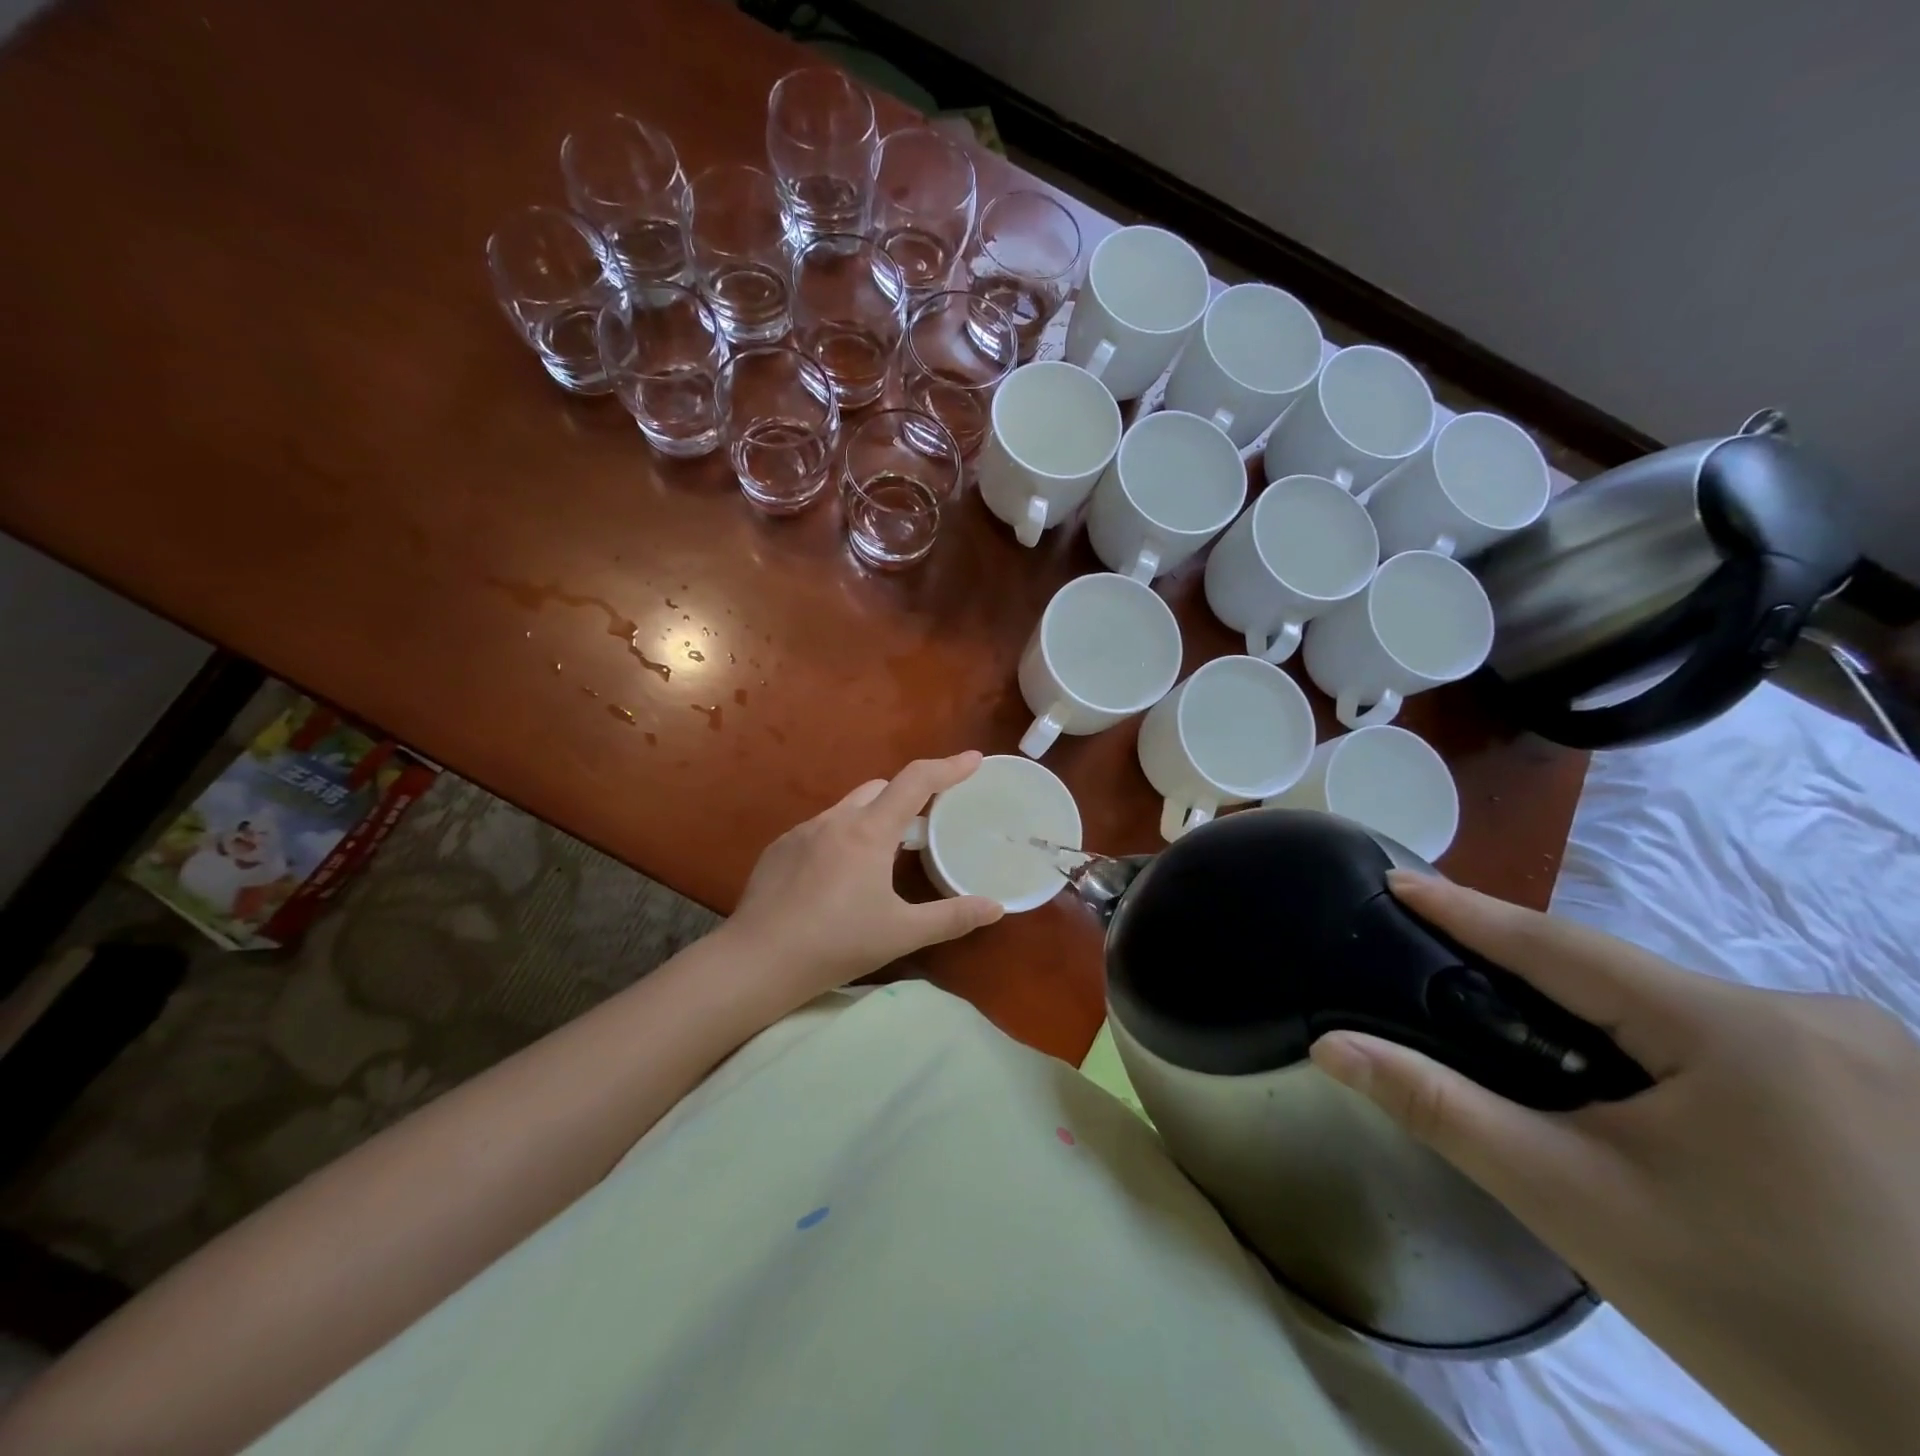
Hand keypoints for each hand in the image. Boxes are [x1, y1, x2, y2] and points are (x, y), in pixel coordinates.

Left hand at [723, 752, 1003, 1010]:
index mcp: (869, 832)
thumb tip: (996, 907)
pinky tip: (838, 877)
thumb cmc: (836, 943)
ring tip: (883, 856)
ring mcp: (802, 831)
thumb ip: (952, 917)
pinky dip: (841, 838)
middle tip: (927, 826)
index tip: (974, 759)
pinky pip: (821, 829)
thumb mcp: (901, 933)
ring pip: (848, 808)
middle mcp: (835, 820)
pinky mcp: (779, 848)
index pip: (916, 782)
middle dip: (908, 797)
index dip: (948, 767)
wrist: (757, 960)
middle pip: (880, 788)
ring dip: (872, 818)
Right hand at [1311, 871, 1919, 1455]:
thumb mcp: (1574, 1202)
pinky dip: (1665, 1055)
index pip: (1558, 944)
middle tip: (1448, 988)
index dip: (1465, 909)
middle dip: (1533, 984)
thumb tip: (1330, 1047)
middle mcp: (1817, 1017)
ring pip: (1680, 1013)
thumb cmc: (1762, 1318)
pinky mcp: (1899, 1099)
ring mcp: (1879, 1057)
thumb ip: (1440, 1107)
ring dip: (1601, 1026)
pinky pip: (1736, 1046)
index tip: (1394, 878)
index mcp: (1737, 1027)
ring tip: (1536, 1057)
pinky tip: (1644, 1103)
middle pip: (1624, 981)